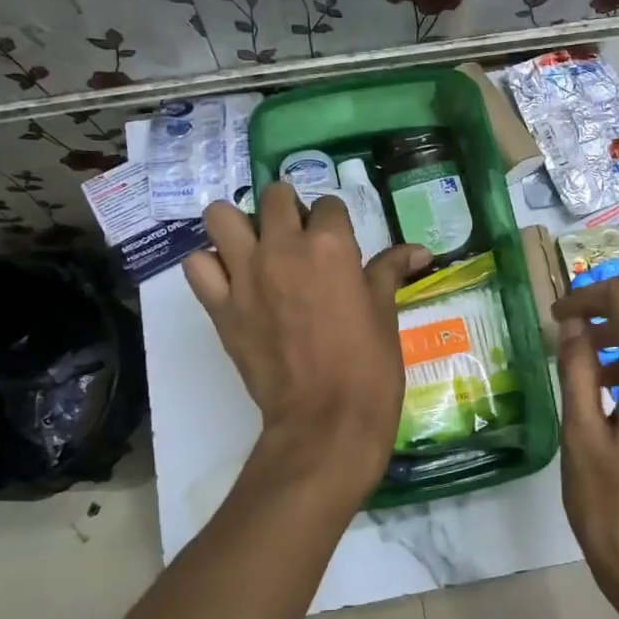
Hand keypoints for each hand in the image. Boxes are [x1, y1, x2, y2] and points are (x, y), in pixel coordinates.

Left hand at [185, 183, 428, 496]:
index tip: (340, 243)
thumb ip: (391, 271)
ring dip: (238, 225)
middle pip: (274, 197)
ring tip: (255, 248)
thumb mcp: (385, 313)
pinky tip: (230, 279)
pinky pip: (197, 265)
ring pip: (221, 216)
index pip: (328, 205)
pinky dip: (210, 265)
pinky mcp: (220, 306)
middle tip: (297, 240)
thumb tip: (420, 250)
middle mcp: (282, 248)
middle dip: (288, 210)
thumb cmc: (368, 367)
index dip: (336, 222)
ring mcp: (245, 275)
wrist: (325, 421)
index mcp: (330, 245)